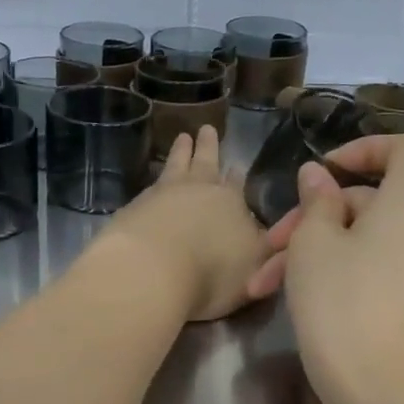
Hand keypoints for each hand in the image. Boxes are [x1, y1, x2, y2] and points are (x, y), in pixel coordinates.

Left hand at [94, 126, 271, 322]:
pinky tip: (153, 183)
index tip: (237, 165)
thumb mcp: (255, 267)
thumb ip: (263, 249)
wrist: (151, 271)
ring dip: (181, 152)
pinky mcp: (134, 207)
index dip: (237, 176)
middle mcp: (199, 191)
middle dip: (209, 148)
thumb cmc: (212, 273)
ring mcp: (163, 195)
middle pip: (206, 164)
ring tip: (182, 138)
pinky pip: (150, 186)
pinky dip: (155, 179)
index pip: (237, 184)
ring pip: (176, 166)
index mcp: (232, 203)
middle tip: (206, 129)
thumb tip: (268, 235)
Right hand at [249, 135, 403, 403]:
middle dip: (312, 216)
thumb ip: (315, 200)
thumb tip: (318, 175)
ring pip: (361, 236)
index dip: (362, 147)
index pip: (403, 148)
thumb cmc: (341, 302)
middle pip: (368, 199)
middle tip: (270, 243)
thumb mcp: (312, 244)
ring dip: (310, 249)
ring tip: (263, 282)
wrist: (379, 390)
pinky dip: (334, 269)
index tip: (322, 169)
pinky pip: (373, 263)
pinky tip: (286, 293)